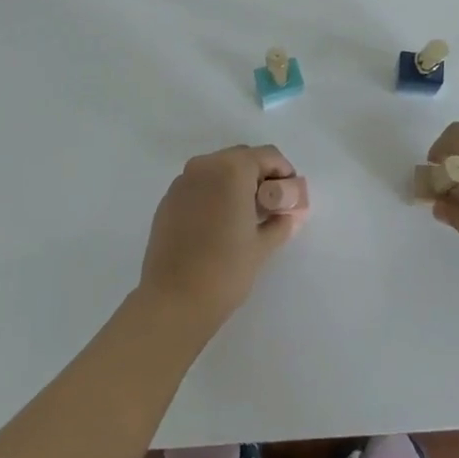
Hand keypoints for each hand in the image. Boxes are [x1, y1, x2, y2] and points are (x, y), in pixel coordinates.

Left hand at [139, 145, 305, 332]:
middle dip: (259, 176)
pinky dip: (213, 195)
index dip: (284, 172)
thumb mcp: (262, 246)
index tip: (290, 196)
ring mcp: (182, 181)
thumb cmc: (225, 270)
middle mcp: (205, 165)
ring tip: (244, 217)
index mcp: (232, 169)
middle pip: (241, 158)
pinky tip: (217, 225)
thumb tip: (290, 215)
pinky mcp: (168, 200)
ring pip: (218, 170)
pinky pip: (198, 186)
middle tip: (270, 207)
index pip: (268, 155)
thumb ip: (281, 223)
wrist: (173, 301)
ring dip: (235, 184)